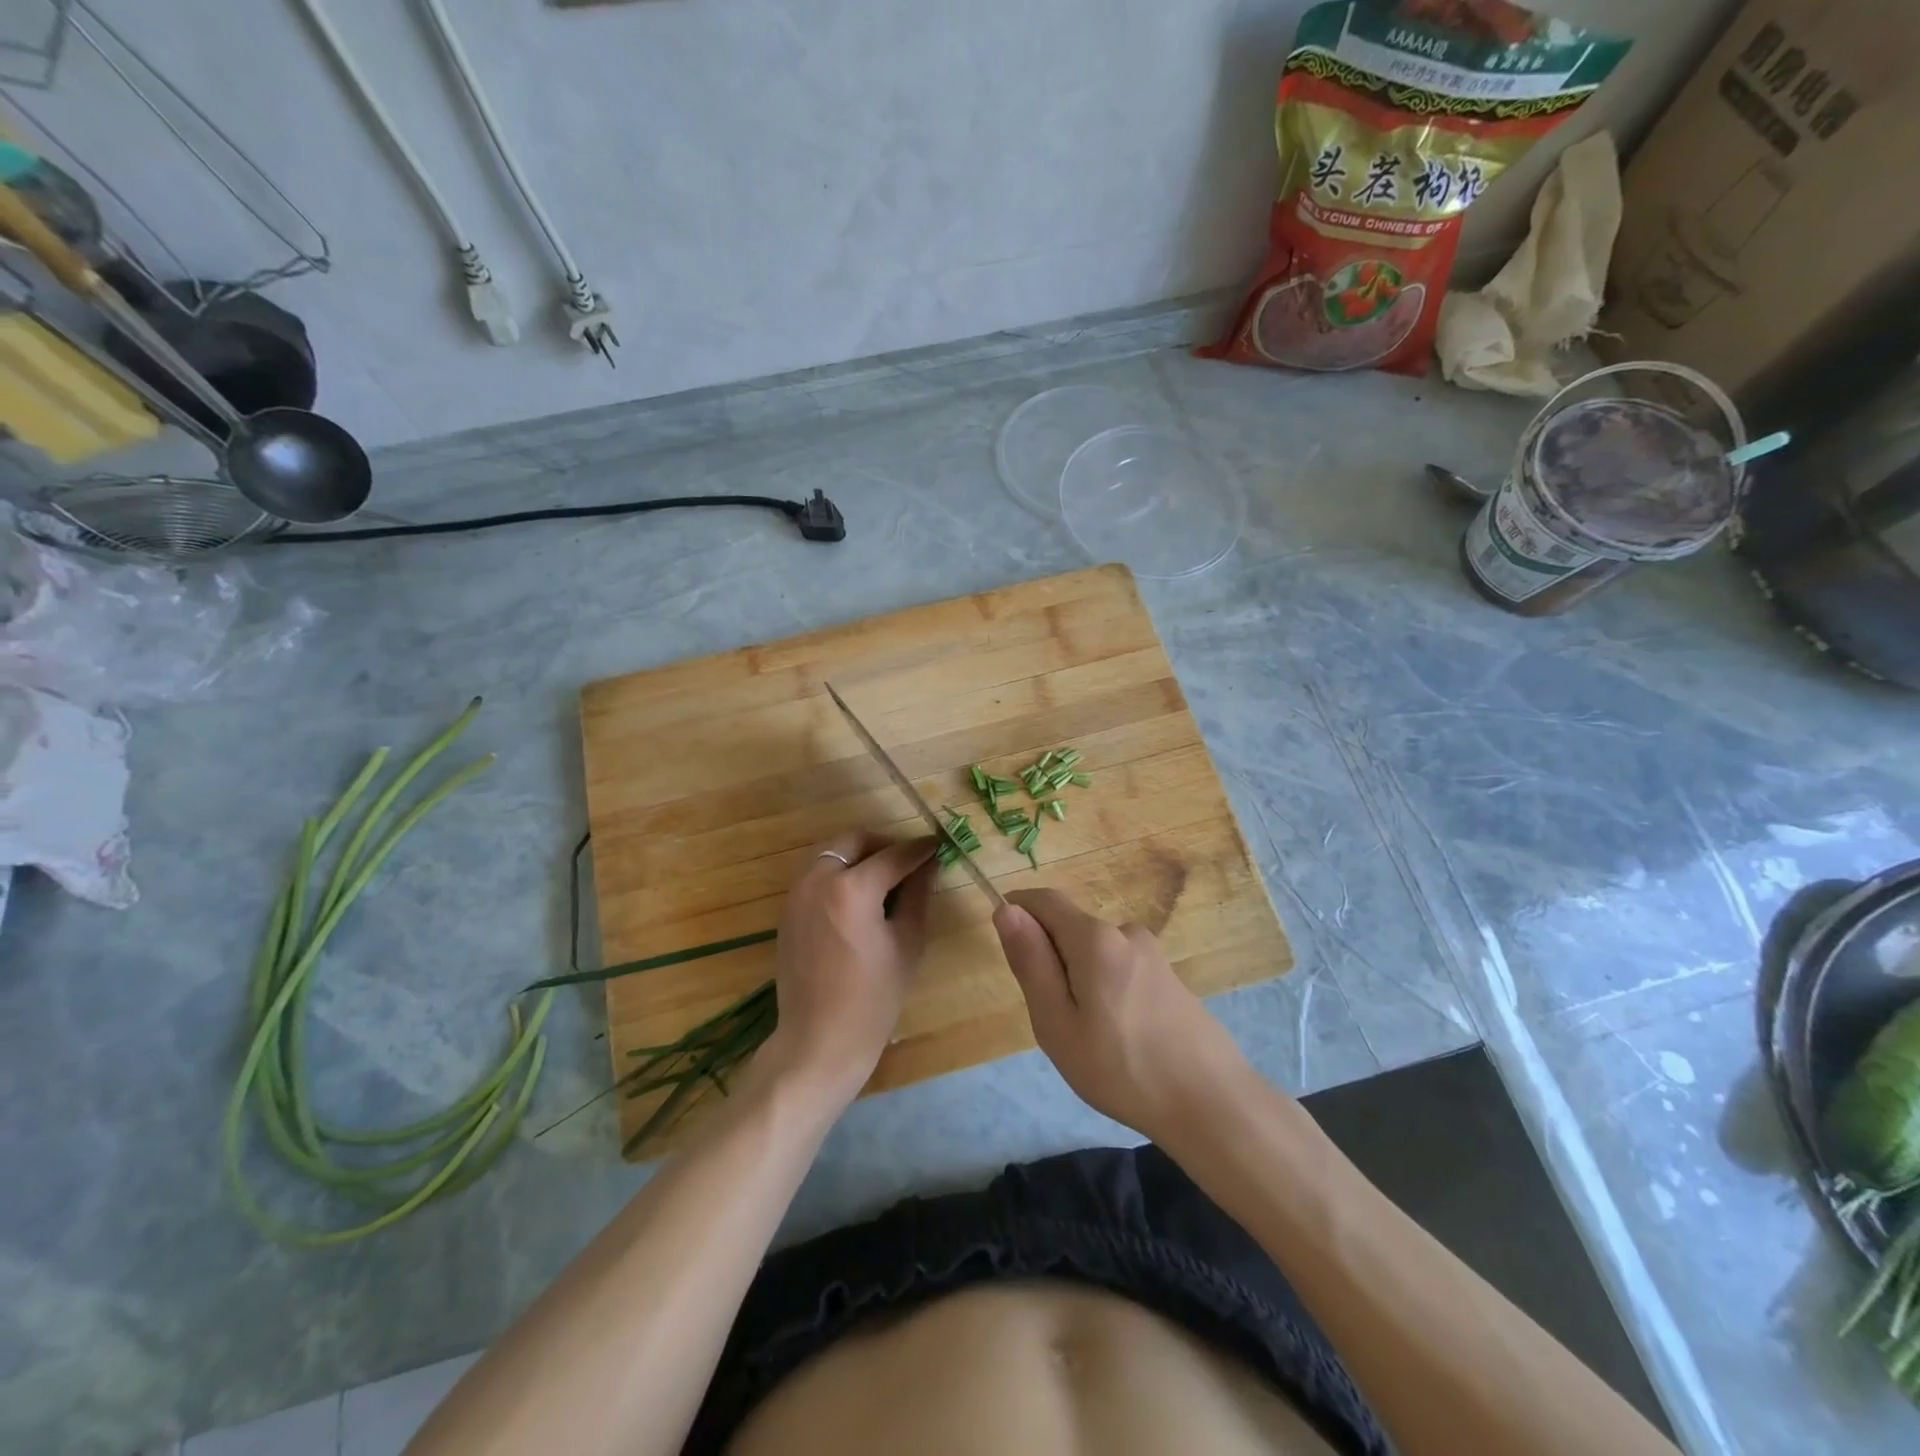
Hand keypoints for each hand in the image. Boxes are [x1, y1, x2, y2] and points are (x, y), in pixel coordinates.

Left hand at [758, 831, 938, 1109]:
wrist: (818, 1042)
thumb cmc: (873, 999)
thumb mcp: (907, 944)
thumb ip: (917, 895)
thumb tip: (929, 863)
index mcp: (851, 889)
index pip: (893, 855)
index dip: (920, 849)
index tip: (938, 845)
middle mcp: (818, 880)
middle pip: (854, 840)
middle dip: (884, 845)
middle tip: (909, 862)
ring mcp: (797, 894)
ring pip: (832, 854)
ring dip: (860, 856)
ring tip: (886, 879)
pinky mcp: (787, 910)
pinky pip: (817, 875)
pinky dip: (840, 873)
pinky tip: (860, 898)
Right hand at [993, 889, 1252, 1145]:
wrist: (1210, 1103)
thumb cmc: (1121, 1067)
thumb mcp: (1057, 1023)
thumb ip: (1031, 962)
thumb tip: (1006, 910)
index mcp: (1094, 938)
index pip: (1045, 900)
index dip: (1018, 909)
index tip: (1006, 946)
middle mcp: (1125, 933)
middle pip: (1071, 927)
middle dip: (1049, 957)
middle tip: (1051, 1018)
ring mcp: (1152, 954)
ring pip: (1095, 951)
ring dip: (1078, 977)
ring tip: (1088, 1037)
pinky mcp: (1168, 976)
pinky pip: (1119, 967)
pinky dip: (1104, 988)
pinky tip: (1119, 1037)